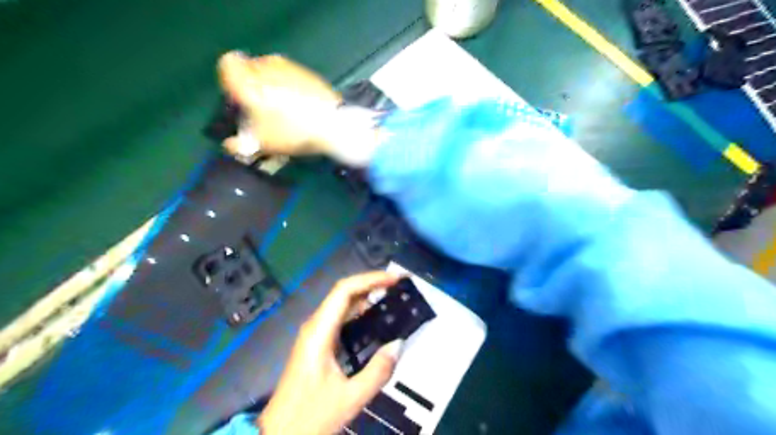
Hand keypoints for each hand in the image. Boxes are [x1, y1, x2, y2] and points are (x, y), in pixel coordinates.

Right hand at [216, 51, 340, 155]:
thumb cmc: (291, 132)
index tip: (240, 101)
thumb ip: (239, 144)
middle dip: (253, 86)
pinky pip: (291, 77)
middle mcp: (265, 66)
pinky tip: (300, 107)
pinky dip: (291, 88)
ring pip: (272, 72)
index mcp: (247, 79)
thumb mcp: (262, 143)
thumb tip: (229, 145)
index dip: (231, 83)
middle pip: (251, 69)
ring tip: (283, 110)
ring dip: (273, 86)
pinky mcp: (308, 73)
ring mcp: (289, 67)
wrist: (332, 124)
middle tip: (262, 109)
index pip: (227, 65)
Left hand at [259, 271, 405, 433]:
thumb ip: (378, 371)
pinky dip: (361, 313)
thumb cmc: (310, 416)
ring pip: (342, 305)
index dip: (370, 279)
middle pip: (344, 293)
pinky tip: (377, 321)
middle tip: (399, 287)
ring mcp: (315, 334)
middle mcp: (315, 325)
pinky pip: (341, 319)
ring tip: (393, 299)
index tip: (395, 279)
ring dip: (367, 297)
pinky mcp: (317, 343)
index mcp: (319, 331)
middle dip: (372, 285)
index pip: (345, 290)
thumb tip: (398, 344)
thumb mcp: (350, 398)